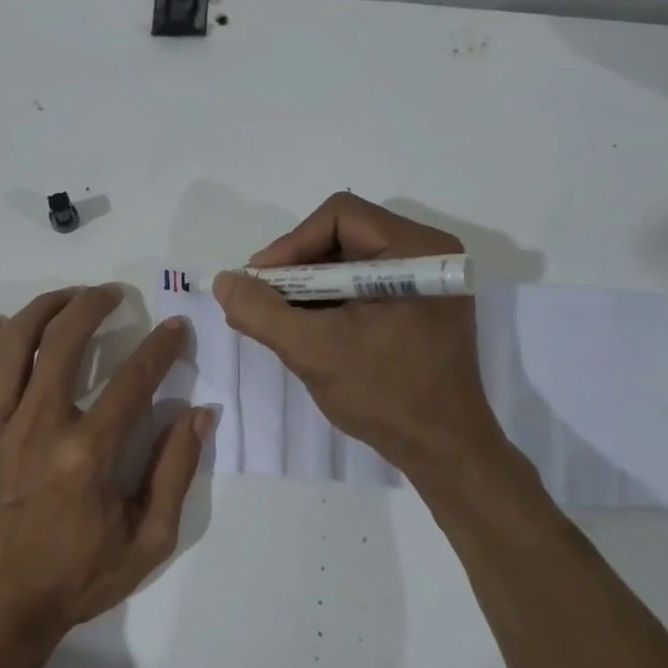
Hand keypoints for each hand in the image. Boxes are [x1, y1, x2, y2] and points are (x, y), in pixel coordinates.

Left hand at [0, 285, 211, 667]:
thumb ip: (176, 472)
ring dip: (41, 308)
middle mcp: (38, 426)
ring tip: (64, 299)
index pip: (135, 378)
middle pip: (65, 339)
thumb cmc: (74, 580)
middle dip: (94, 304)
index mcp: (88, 453)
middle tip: (111, 294)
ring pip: (11, 343)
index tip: (176, 327)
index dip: (163, 346)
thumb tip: (200, 413)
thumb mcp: (147, 541)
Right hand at [212, 193, 511, 482]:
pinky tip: (306, 329)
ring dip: (308, 287)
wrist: (443, 451)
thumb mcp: (313, 350)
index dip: (291, 244)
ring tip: (278, 319)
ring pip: (349, 263)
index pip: (339, 216)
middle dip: (296, 268)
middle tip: (263, 300)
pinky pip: (362, 287)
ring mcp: (425, 283)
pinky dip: (329, 302)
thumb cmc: (385, 394)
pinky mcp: (419, 307)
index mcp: (416, 250)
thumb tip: (224, 281)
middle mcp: (426, 254)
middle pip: (343, 236)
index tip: (260, 282)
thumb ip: (262, 311)